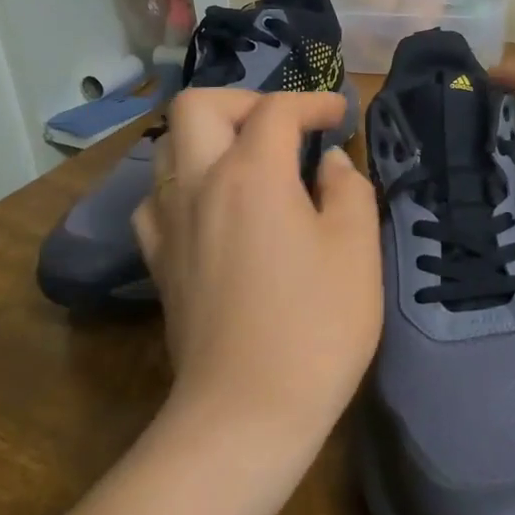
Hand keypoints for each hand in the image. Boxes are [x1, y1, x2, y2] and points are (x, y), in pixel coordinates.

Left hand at [132, 90, 380, 451]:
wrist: (245, 414)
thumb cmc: (315, 327)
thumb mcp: (357, 251)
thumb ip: (349, 189)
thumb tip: (330, 164)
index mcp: (252, 174)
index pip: (276, 109)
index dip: (313, 101)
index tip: (339, 116)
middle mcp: (199, 185)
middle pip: (197, 106)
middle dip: (244, 100)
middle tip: (282, 126)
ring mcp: (169, 224)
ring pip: (168, 149)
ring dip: (209, 139)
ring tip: (249, 163)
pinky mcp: (158, 263)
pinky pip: (157, 200)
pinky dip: (185, 186)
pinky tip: (213, 210)